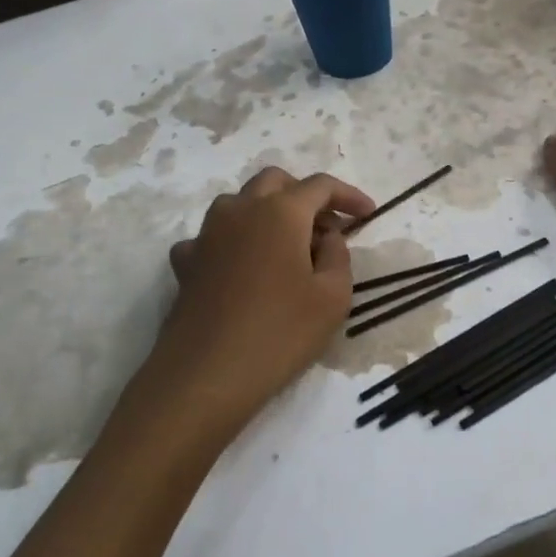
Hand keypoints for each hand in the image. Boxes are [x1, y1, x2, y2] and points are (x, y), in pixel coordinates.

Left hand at [136, 167, 374, 444]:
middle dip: (305, 196)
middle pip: (275, 182)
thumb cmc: (281, 332)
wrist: (207, 374)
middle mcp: (240, 210)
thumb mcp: (334, 296)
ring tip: (288, 249)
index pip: (320, 185)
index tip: (369, 214)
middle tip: (327, 227)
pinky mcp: (186, 262)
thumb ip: (338, 255)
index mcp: (280, 212)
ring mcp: (207, 234)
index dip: (349, 196)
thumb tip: (326, 237)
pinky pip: (214, 236)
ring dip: (268, 213)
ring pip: (241, 203)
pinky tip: (244, 268)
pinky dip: (235, 242)